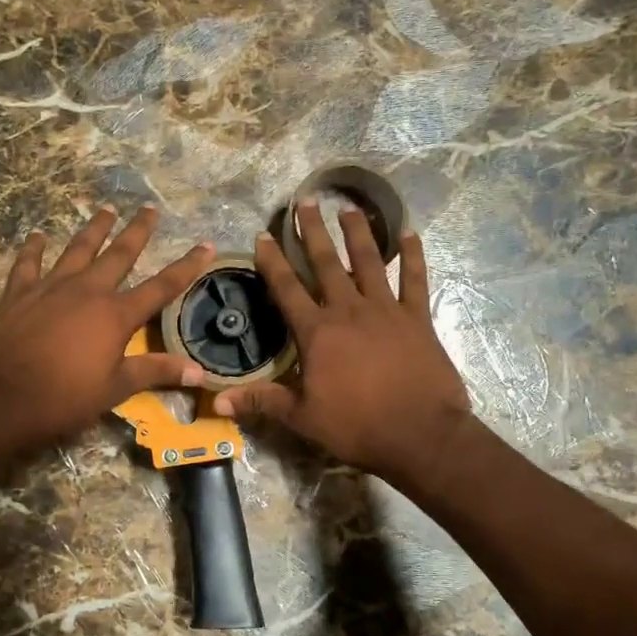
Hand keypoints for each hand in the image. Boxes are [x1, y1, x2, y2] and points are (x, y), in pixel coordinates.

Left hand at [0, 205, 213, 450]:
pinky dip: (33, 248)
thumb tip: (199, 371)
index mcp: (116, 315)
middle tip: (150, 209)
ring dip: (94, 229)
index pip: (161, 286)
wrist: (1, 398)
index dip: (187, 266)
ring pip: (77, 249)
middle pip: (119, 254)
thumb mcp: (116, 389)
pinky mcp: (19, 293)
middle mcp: (87, 290)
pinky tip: (37, 235)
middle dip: (137, 231)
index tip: (206, 245)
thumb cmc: (64, 398)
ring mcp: (51, 287)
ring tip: (106, 210)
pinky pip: (28, 263)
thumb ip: (156, 372)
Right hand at [213, 202, 470, 487]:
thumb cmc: (356, 426)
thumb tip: (217, 400)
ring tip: (350, 209)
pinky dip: (414, 257)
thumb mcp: (302, 417)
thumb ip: (261, 401)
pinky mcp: (417, 319)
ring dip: (359, 233)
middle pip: (327, 263)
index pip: (287, 289)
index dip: (273, 262)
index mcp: (318, 332)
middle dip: (313, 232)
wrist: (420, 434)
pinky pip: (415, 280)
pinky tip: (410, 234)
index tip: (263, 235)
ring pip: (370, 262)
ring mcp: (387, 311)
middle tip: (306, 201)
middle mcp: (349, 311)